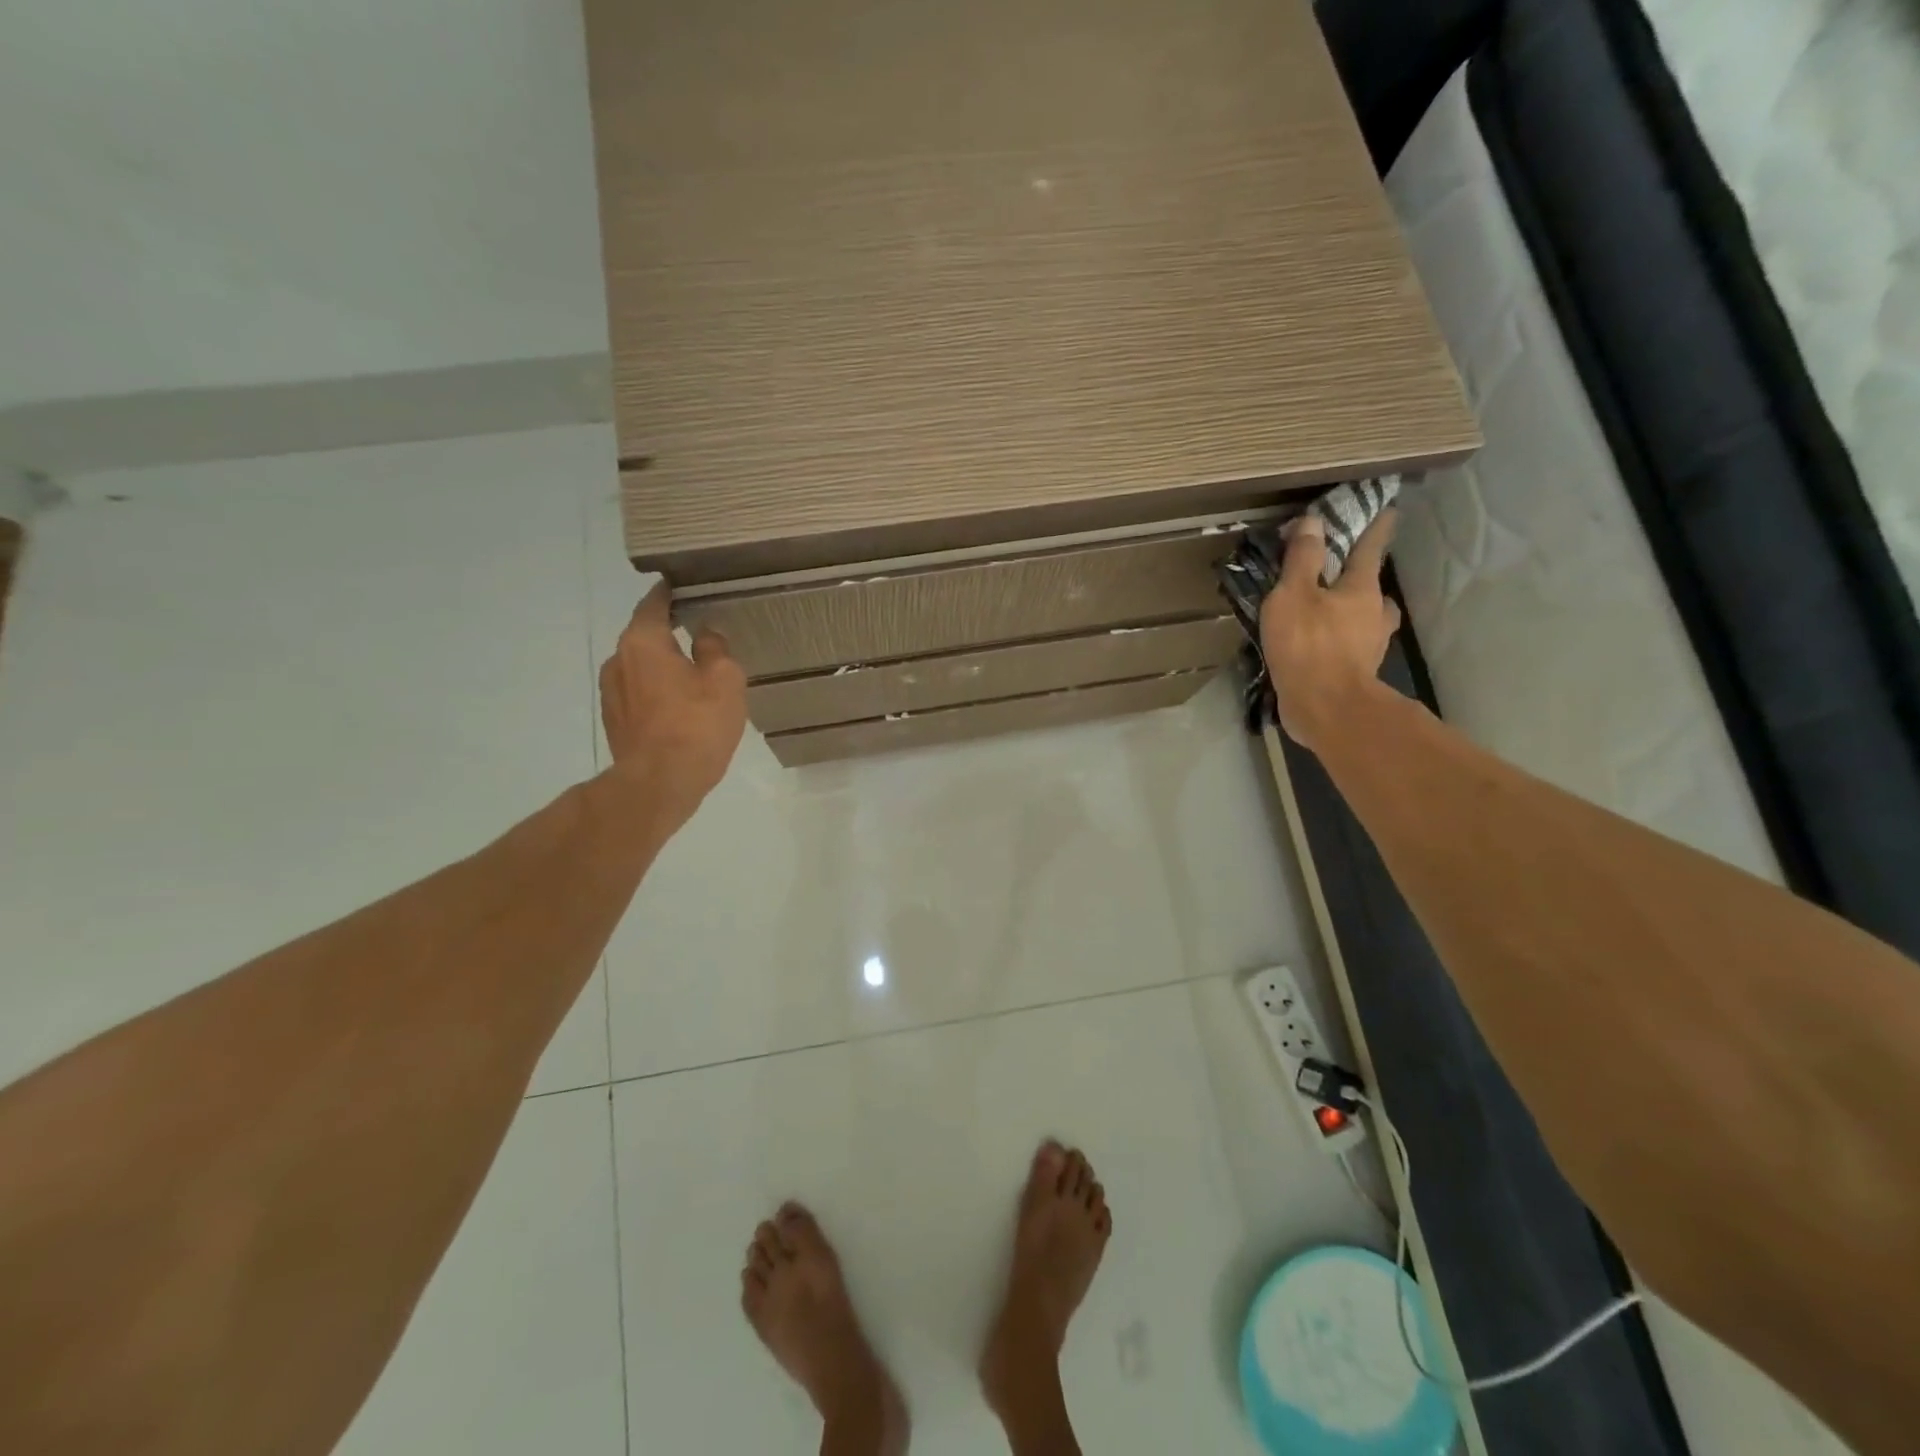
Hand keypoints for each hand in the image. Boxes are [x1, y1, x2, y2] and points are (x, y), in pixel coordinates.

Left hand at [598, 582, 747, 828]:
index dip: (671, 593)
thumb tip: (706, 634)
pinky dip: (658, 693)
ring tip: (694, 676)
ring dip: (664, 667)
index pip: (654, 604)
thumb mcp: (724, 680)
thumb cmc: (696, 725)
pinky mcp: (615, 721)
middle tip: (701, 635)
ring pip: (642, 667)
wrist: (659, 783)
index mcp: (643, 642)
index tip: (685, 586)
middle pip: (646, 636)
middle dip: (670, 634)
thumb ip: (715, 649)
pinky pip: (639, 694)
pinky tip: (681, 708)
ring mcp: (611, 693)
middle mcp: (618, 660)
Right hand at [1258, 510, 1401, 751]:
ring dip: (1356, 614)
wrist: (1325, 707)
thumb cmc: (1308, 645)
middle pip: (1374, 589)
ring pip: (1368, 621)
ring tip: (1331, 615)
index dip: (1376, 528)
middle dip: (1363, 579)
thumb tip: (1314, 521)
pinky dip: (1340, 643)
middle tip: (1345, 576)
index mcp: (1361, 589)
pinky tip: (1320, 649)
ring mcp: (1369, 647)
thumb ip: (1303, 559)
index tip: (1388, 511)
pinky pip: (1352, 648)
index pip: (1370, 548)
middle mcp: (1374, 614)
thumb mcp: (1294, 595)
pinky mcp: (1358, 673)